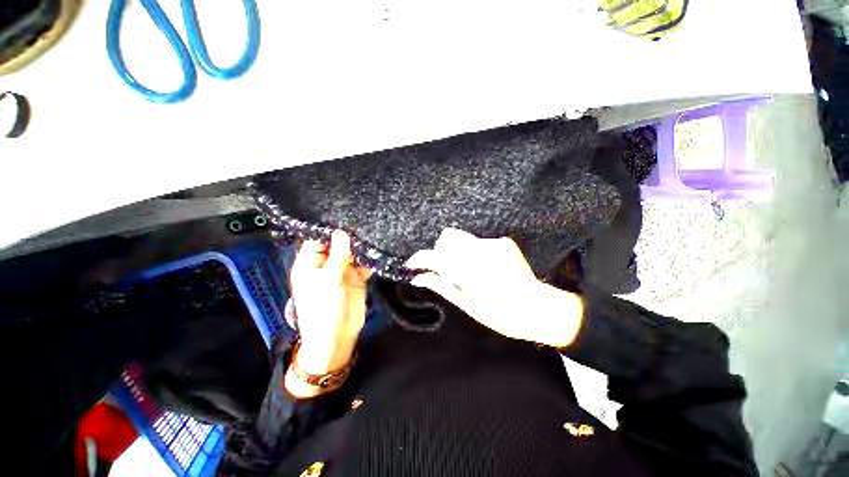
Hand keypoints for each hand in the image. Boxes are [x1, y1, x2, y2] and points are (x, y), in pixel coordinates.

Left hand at [285, 231, 370, 396]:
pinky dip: (369, 259)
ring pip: (351, 254)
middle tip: (362, 219)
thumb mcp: (328, 280)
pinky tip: (378, 248)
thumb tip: (341, 232)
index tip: (343, 215)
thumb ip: (337, 256)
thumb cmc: (324, 309)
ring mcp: (342, 271)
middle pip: (336, 245)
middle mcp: (325, 265)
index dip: (328, 229)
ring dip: (360, 247)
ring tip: (372, 230)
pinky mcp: (356, 278)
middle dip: (348, 236)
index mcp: (310, 264)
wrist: (337, 337)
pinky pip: (363, 264)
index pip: (316, 240)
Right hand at [405, 228, 583, 347]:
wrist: (539, 308)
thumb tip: (418, 278)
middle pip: (448, 238)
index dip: (420, 259)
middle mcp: (482, 252)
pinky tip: (485, 267)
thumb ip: (441, 286)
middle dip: (440, 251)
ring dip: (458, 252)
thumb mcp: (467, 304)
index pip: (436, 257)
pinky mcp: (504, 242)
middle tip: (446, 269)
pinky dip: (474, 252)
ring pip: (462, 239)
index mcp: (471, 272)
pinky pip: (478, 241)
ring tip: (468, 271)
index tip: (412, 264)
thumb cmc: (501, 314)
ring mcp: (494, 244)